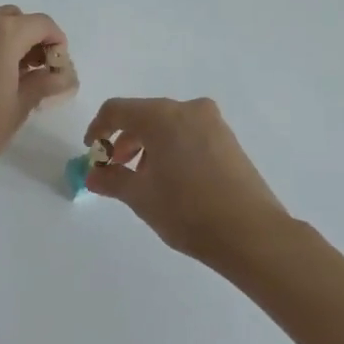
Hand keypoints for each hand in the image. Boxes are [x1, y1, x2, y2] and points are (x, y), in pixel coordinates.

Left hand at [0, 7, 76, 181]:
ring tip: (7, 76)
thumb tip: (63, 76)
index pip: (41, 24)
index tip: (57, 68)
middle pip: (13, 18)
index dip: (56, 42)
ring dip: (4, 41)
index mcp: (2, 34)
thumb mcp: (20, 107)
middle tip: (35, 71)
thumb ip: (45, 83)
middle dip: (29, 38)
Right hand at [83, 97, 290, 262]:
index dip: (98, 128)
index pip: (117, 110)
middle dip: (124, 140)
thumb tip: (92, 176)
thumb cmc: (188, 210)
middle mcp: (188, 109)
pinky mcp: (228, 140)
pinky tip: (171, 179)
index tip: (91, 153)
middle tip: (114, 169)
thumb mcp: (141, 196)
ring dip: (148, 145)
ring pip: (168, 125)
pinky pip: (188, 134)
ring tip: (143, 178)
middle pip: (144, 115)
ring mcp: (212, 123)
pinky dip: (171, 148)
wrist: (252, 234)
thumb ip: (112, 180)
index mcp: (162, 116)